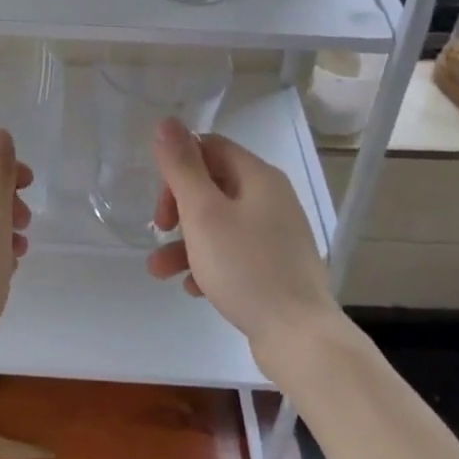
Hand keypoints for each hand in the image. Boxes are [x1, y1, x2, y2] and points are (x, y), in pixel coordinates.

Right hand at [145, 118, 340, 381]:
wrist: (299, 337)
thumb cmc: (246, 268)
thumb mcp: (204, 213)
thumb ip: (182, 167)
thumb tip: (166, 121)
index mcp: (258, 177)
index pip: (210, 147)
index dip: (178, 167)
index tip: (161, 200)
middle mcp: (271, 198)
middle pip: (213, 185)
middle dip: (178, 207)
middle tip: (160, 230)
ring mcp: (277, 234)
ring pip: (220, 224)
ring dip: (185, 242)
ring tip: (159, 271)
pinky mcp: (277, 266)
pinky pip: (234, 252)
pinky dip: (209, 263)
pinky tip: (194, 288)